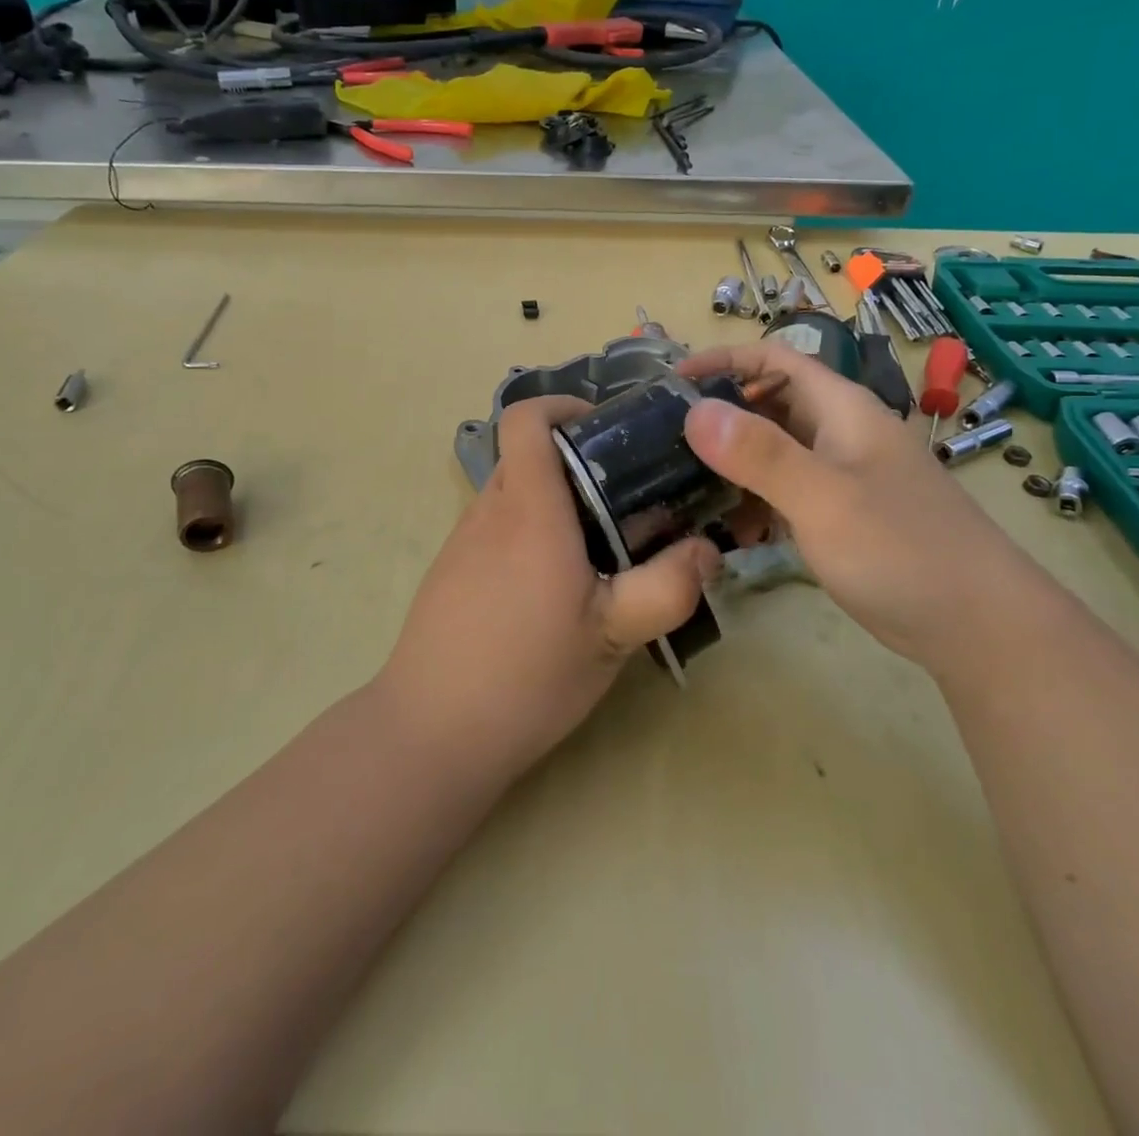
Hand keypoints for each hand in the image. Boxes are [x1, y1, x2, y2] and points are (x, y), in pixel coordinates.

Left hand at [379, 396, 721, 777]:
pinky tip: (552, 590)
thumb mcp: (612, 635)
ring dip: (554, 503)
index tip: (606, 430)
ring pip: (512, 494)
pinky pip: (495, 529)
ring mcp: (462, 542)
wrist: (431, 733)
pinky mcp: (449, 572)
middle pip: (526, 455)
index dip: (563, 405)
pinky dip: (528, 534)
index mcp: (528, 510)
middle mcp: (488, 512)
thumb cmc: (526, 676)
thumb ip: (667, 587)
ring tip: (598, 550)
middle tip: (625, 501)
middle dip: (576, 462)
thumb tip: (707, 550)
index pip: (526, 418)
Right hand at [679, 341, 1030, 672]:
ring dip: (733, 464)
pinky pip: (785, 493)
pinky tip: (732, 530)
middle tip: (667, 440)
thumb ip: (760, 454)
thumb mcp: (824, 498)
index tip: (671, 381)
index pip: (775, 359)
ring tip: (686, 487)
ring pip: (774, 452)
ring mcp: (841, 476)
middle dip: (720, 415)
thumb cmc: (902, 549)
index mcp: (841, 409)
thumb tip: (695, 410)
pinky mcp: (840, 516)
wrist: (977, 625)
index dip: (723, 360)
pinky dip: (755, 502)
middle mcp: (839, 433)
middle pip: (769, 404)